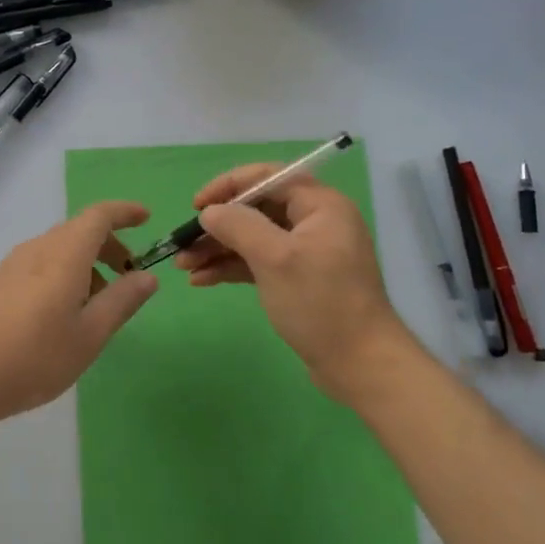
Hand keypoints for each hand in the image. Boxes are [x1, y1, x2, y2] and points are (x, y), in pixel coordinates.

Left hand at [0, 201, 158, 423]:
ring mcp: (13, 263)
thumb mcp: (90, 335)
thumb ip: (121, 301)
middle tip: (127, 274)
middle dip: (108, 244)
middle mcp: (37, 248)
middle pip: (78, 230)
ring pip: (58, 247)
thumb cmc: (35, 357)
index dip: (124, 212)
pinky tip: (63, 310)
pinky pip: (40, 262)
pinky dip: (63, 271)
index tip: (146, 218)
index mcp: (64, 254)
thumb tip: (148, 276)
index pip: (98, 216)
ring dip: (86, 261)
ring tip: (97, 302)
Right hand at [177, 167, 416, 399]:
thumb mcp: (275, 259)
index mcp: (319, 206)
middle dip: (218, 225)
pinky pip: (259, 263)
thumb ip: (239, 226)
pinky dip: (232, 268)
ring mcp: (307, 253)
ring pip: (254, 238)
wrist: (361, 365)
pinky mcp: (299, 280)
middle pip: (257, 210)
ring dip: (218, 249)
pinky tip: (202, 280)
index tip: (197, 206)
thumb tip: (209, 212)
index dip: (228, 186)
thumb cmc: (320, 303)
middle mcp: (315, 222)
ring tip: (184, 266)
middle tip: (183, 243)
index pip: (268, 177)